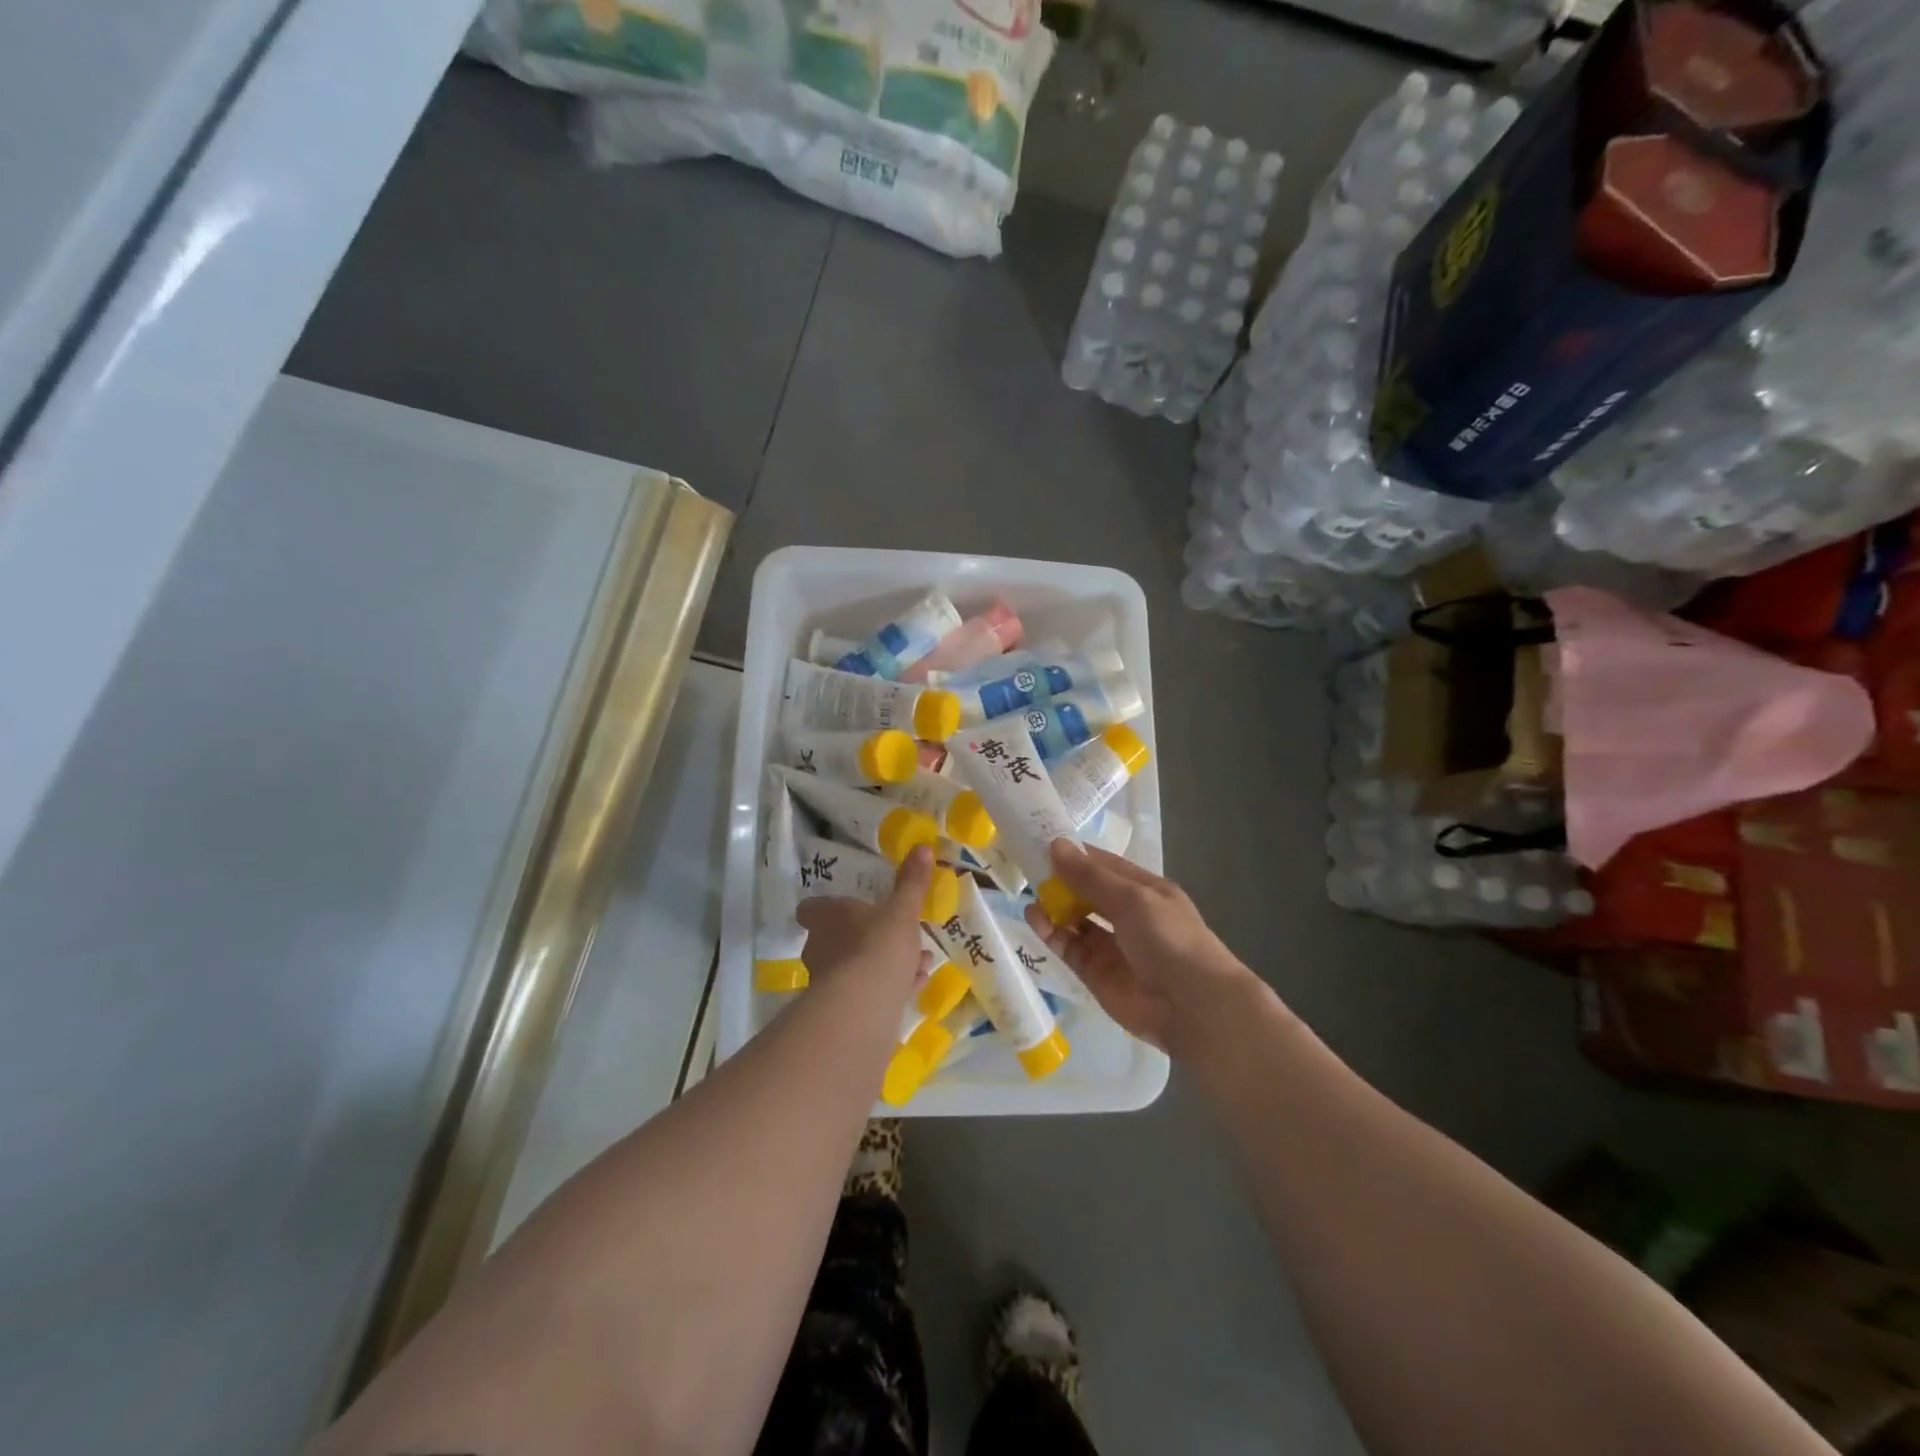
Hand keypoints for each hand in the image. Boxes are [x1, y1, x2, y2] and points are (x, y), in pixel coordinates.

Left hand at [797, 846, 933, 989]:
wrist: (865, 1003)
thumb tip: (923, 848)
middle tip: (897, 937)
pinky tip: (915, 985)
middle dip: (869, 938)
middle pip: (837, 939)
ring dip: (885, 964)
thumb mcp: (903, 910)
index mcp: (826, 917)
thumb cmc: (879, 943)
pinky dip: (890, 987)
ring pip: (857, 966)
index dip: (826, 908)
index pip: (811, 909)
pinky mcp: (842, 1010)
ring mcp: (827, 981)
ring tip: (919, 962)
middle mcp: (819, 947)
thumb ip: (912, 882)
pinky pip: (867, 992)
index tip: (850, 909)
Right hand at [1025, 840, 1261, 1056]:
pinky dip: (1052, 934)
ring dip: (1054, 907)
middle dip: (1061, 880)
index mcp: (1145, 890)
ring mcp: (1112, 946)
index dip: (1076, 855)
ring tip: (1029, 894)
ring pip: (1076, 920)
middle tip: (1026, 867)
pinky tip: (1035, 919)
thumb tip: (1056, 845)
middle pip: (1088, 892)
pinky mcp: (1097, 974)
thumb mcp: (1131, 899)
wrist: (1192, 1007)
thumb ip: (1090, 877)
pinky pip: (1070, 948)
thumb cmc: (1168, 939)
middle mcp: (1128, 915)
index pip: (1104, 865)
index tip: (1042, 842)